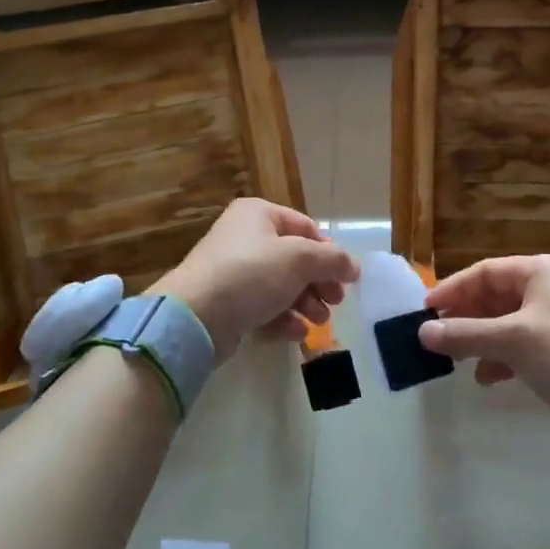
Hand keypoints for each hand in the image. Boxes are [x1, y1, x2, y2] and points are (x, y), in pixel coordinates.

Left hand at [152, 199, 358, 360]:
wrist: (195, 316)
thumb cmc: (251, 274)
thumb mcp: (300, 259)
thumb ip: (333, 260)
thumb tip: (353, 266)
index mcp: (259, 214)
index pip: (306, 228)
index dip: (329, 252)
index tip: (346, 277)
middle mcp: (245, 238)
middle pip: (295, 259)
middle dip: (319, 283)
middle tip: (335, 303)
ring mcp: (234, 272)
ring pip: (281, 286)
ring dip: (305, 304)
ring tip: (318, 322)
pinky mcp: (227, 304)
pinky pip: (263, 307)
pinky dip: (283, 319)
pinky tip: (297, 334)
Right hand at [419, 255, 549, 440]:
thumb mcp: (513, 341)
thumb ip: (465, 334)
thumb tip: (422, 333)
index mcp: (541, 271)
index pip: (485, 272)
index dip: (452, 290)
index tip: (425, 311)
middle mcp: (547, 289)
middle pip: (493, 296)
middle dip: (464, 318)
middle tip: (435, 337)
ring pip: (503, 323)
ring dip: (478, 340)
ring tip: (455, 359)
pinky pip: (517, 346)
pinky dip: (499, 358)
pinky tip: (485, 377)